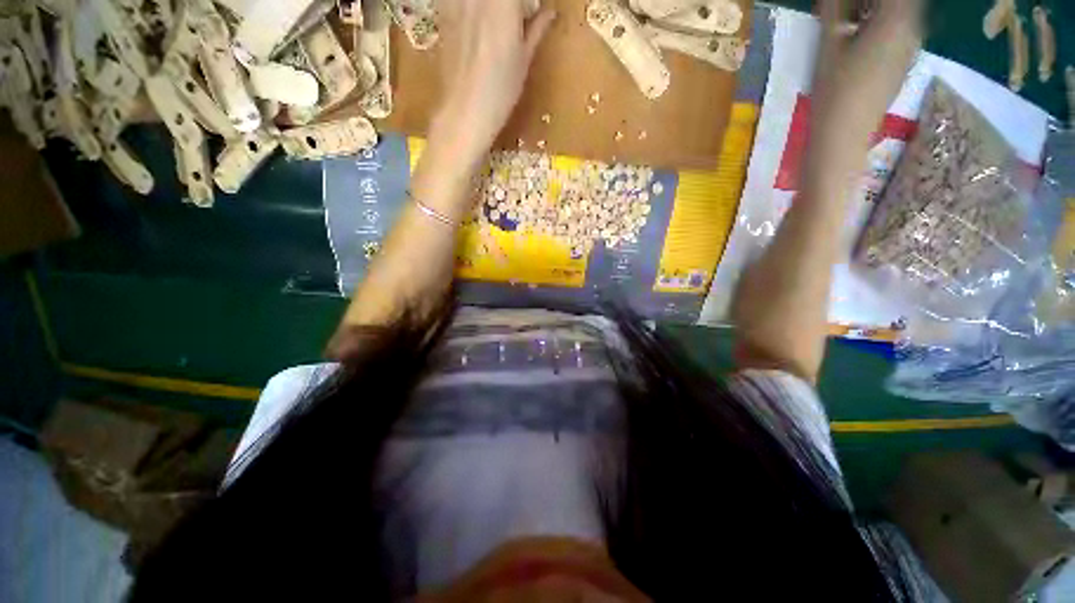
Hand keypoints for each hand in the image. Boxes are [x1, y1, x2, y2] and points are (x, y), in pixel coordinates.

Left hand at [428, 0, 555, 164]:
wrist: (464, 111)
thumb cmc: (500, 91)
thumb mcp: (523, 62)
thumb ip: (535, 30)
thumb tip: (549, 13)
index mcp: (504, 3)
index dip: (525, 4)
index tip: (532, 12)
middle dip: (511, 6)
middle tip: (519, 18)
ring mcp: (456, 2)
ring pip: (478, 0)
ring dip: (491, 9)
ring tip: (499, 24)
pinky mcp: (443, 12)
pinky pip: (457, 1)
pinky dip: (472, 10)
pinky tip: (476, 23)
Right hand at [810, 0, 921, 156]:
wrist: (843, 135)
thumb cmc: (834, 92)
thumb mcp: (829, 46)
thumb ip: (835, 10)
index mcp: (897, 19)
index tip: (845, 2)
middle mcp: (913, 28)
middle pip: (901, 1)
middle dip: (873, 2)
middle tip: (846, 7)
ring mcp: (910, 47)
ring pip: (903, 13)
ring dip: (879, 10)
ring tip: (851, 19)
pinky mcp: (903, 62)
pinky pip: (900, 29)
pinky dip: (883, 24)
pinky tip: (860, 35)